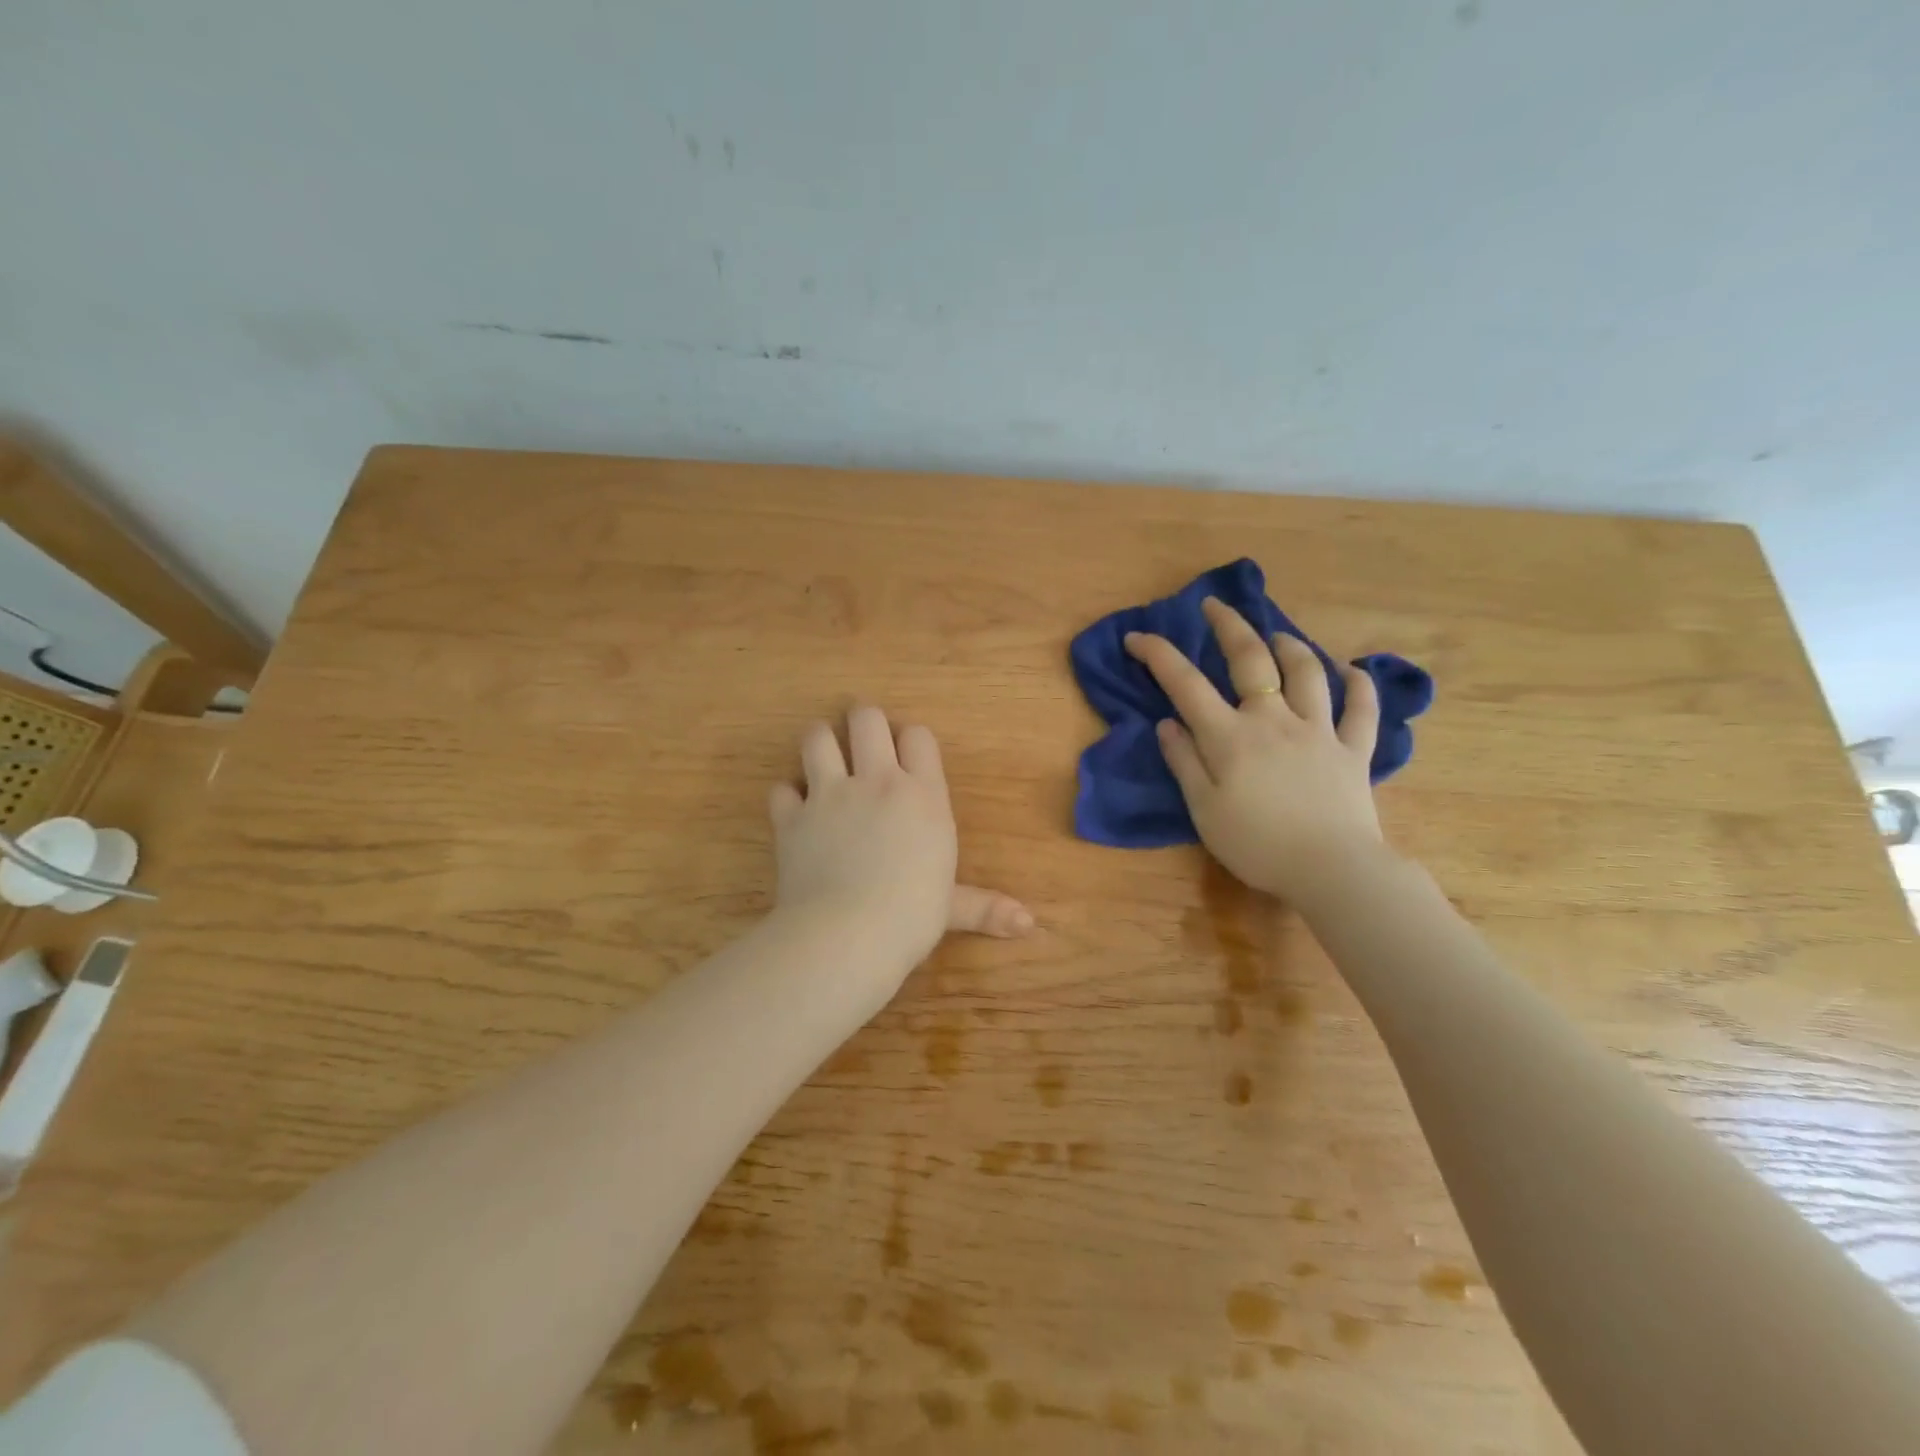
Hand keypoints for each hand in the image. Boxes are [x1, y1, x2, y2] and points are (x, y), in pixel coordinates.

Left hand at [768, 705, 1032, 974]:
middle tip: (862, 740)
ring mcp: (829, 795)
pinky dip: (787, 795)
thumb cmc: (912, 916)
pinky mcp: (792, 817)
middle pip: (866, 719)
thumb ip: (986, 907)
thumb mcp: (952, 908)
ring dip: (820, 742)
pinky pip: (781, 789)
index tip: (907, 755)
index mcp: (922, 795)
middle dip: (863, 721)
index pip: (918, 736)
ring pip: (817, 737)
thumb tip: (1029, 925)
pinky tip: (794, 809)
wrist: (847, 934)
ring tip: (824, 757)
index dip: (912, 740)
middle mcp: (876, 782)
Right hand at [1124, 598, 1386, 900]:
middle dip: (1229, 625)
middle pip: (1251, 659)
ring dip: (1291, 646)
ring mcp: (1319, 730)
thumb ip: (1184, 762)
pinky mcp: (1354, 749)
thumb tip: (1166, 723)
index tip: (1136, 637)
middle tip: (1215, 605)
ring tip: (1278, 635)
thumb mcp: (1203, 809)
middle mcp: (1273, 719)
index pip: (1185, 683)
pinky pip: (1361, 709)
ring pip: (1307, 673)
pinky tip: (1351, 671)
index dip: (1157, 654)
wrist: (1331, 869)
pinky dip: (1359, 685)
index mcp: (1230, 736)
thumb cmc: (1257, 844)